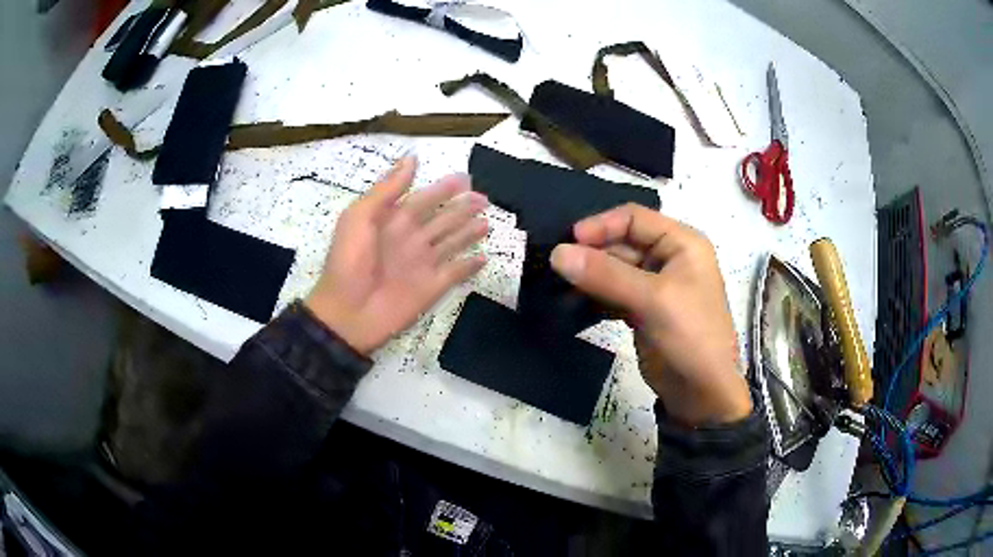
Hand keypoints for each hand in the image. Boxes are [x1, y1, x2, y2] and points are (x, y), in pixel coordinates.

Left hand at [306, 157, 488, 354]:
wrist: (347, 312)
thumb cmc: (349, 262)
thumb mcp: (359, 217)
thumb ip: (387, 190)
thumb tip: (411, 159)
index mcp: (393, 221)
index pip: (423, 200)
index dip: (442, 189)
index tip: (464, 178)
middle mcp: (411, 240)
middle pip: (442, 220)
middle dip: (462, 208)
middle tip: (483, 198)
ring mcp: (423, 265)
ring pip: (451, 243)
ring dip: (469, 232)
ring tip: (487, 222)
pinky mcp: (431, 288)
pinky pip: (455, 273)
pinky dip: (469, 267)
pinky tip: (483, 258)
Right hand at [550, 204, 750, 425]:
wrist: (703, 393)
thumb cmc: (690, 335)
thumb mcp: (652, 299)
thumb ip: (605, 274)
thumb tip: (557, 253)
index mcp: (682, 243)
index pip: (634, 218)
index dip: (600, 225)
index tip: (568, 243)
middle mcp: (669, 258)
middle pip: (621, 243)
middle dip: (590, 254)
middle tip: (555, 268)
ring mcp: (655, 286)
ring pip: (614, 270)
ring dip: (588, 277)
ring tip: (557, 288)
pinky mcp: (643, 311)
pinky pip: (613, 294)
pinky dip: (593, 298)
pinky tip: (571, 305)